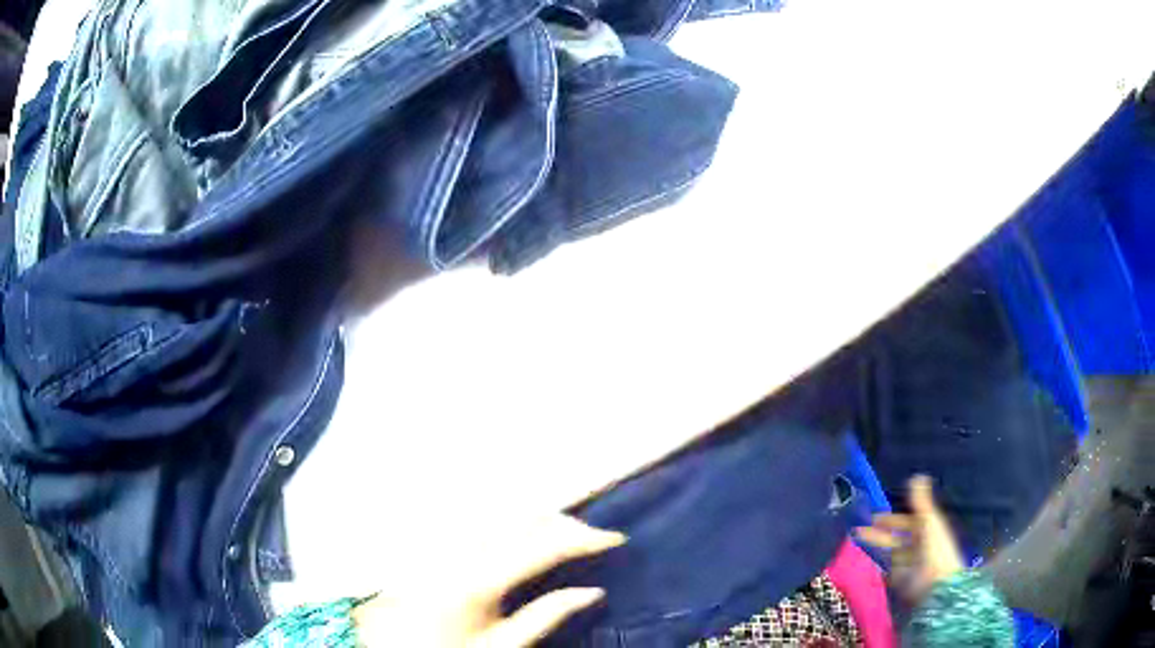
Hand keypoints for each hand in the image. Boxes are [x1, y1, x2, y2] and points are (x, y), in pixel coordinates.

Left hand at [353, 515, 625, 646]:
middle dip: (567, 524)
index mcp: (481, 580)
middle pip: (525, 521)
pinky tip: (528, 534)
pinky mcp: (440, 545)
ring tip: (570, 534)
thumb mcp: (504, 645)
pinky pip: (486, 523)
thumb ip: (549, 616)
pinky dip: (516, 524)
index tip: (617, 538)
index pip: (544, 547)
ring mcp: (448, 544)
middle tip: (597, 538)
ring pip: (506, 515)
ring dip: (543, 520)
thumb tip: (594, 592)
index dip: (584, 539)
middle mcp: (463, 551)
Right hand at [856, 475, 964, 602]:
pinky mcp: (899, 579)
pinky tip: (864, 562)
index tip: (873, 517)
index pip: (907, 521)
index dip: (892, 518)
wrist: (935, 584)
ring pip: (889, 552)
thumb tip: (917, 475)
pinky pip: (886, 570)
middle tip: (858, 529)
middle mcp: (917, 544)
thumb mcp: (929, 520)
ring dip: (876, 547)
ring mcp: (907, 563)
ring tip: (856, 543)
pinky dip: (877, 566)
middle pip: (896, 537)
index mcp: (926, 528)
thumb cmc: (934, 548)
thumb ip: (921, 501)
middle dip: (879, 533)